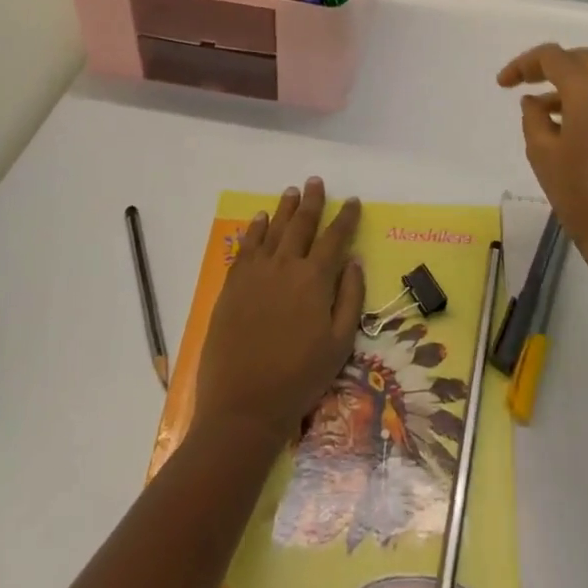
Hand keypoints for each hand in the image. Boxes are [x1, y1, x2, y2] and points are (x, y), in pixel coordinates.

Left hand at [194, 178, 364, 445]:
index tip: (353, 201)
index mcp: (315, 279)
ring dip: (285, 208)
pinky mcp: (233, 285)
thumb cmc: (300, 378)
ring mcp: (256, 273)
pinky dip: (255, 229)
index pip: (335, 238)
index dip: (346, 217)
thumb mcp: (340, 343)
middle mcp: (285, 265)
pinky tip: (260, 219)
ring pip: (273, 229)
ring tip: (292, 191)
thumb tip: (354, 261)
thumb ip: (350, 298)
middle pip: (301, 224)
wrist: (244, 405)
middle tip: (316, 182)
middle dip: (312, 201)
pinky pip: (246, 247)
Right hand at [497, 44, 587, 274]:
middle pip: (579, 60)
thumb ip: (533, 118)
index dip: (523, 64)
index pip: (553, 57)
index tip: (502, 85)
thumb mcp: (542, 154)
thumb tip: (534, 102)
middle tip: (522, 83)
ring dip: (565, 85)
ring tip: (537, 112)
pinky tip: (562, 129)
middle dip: (548, 66)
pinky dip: (581, 101)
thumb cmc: (579, 194)